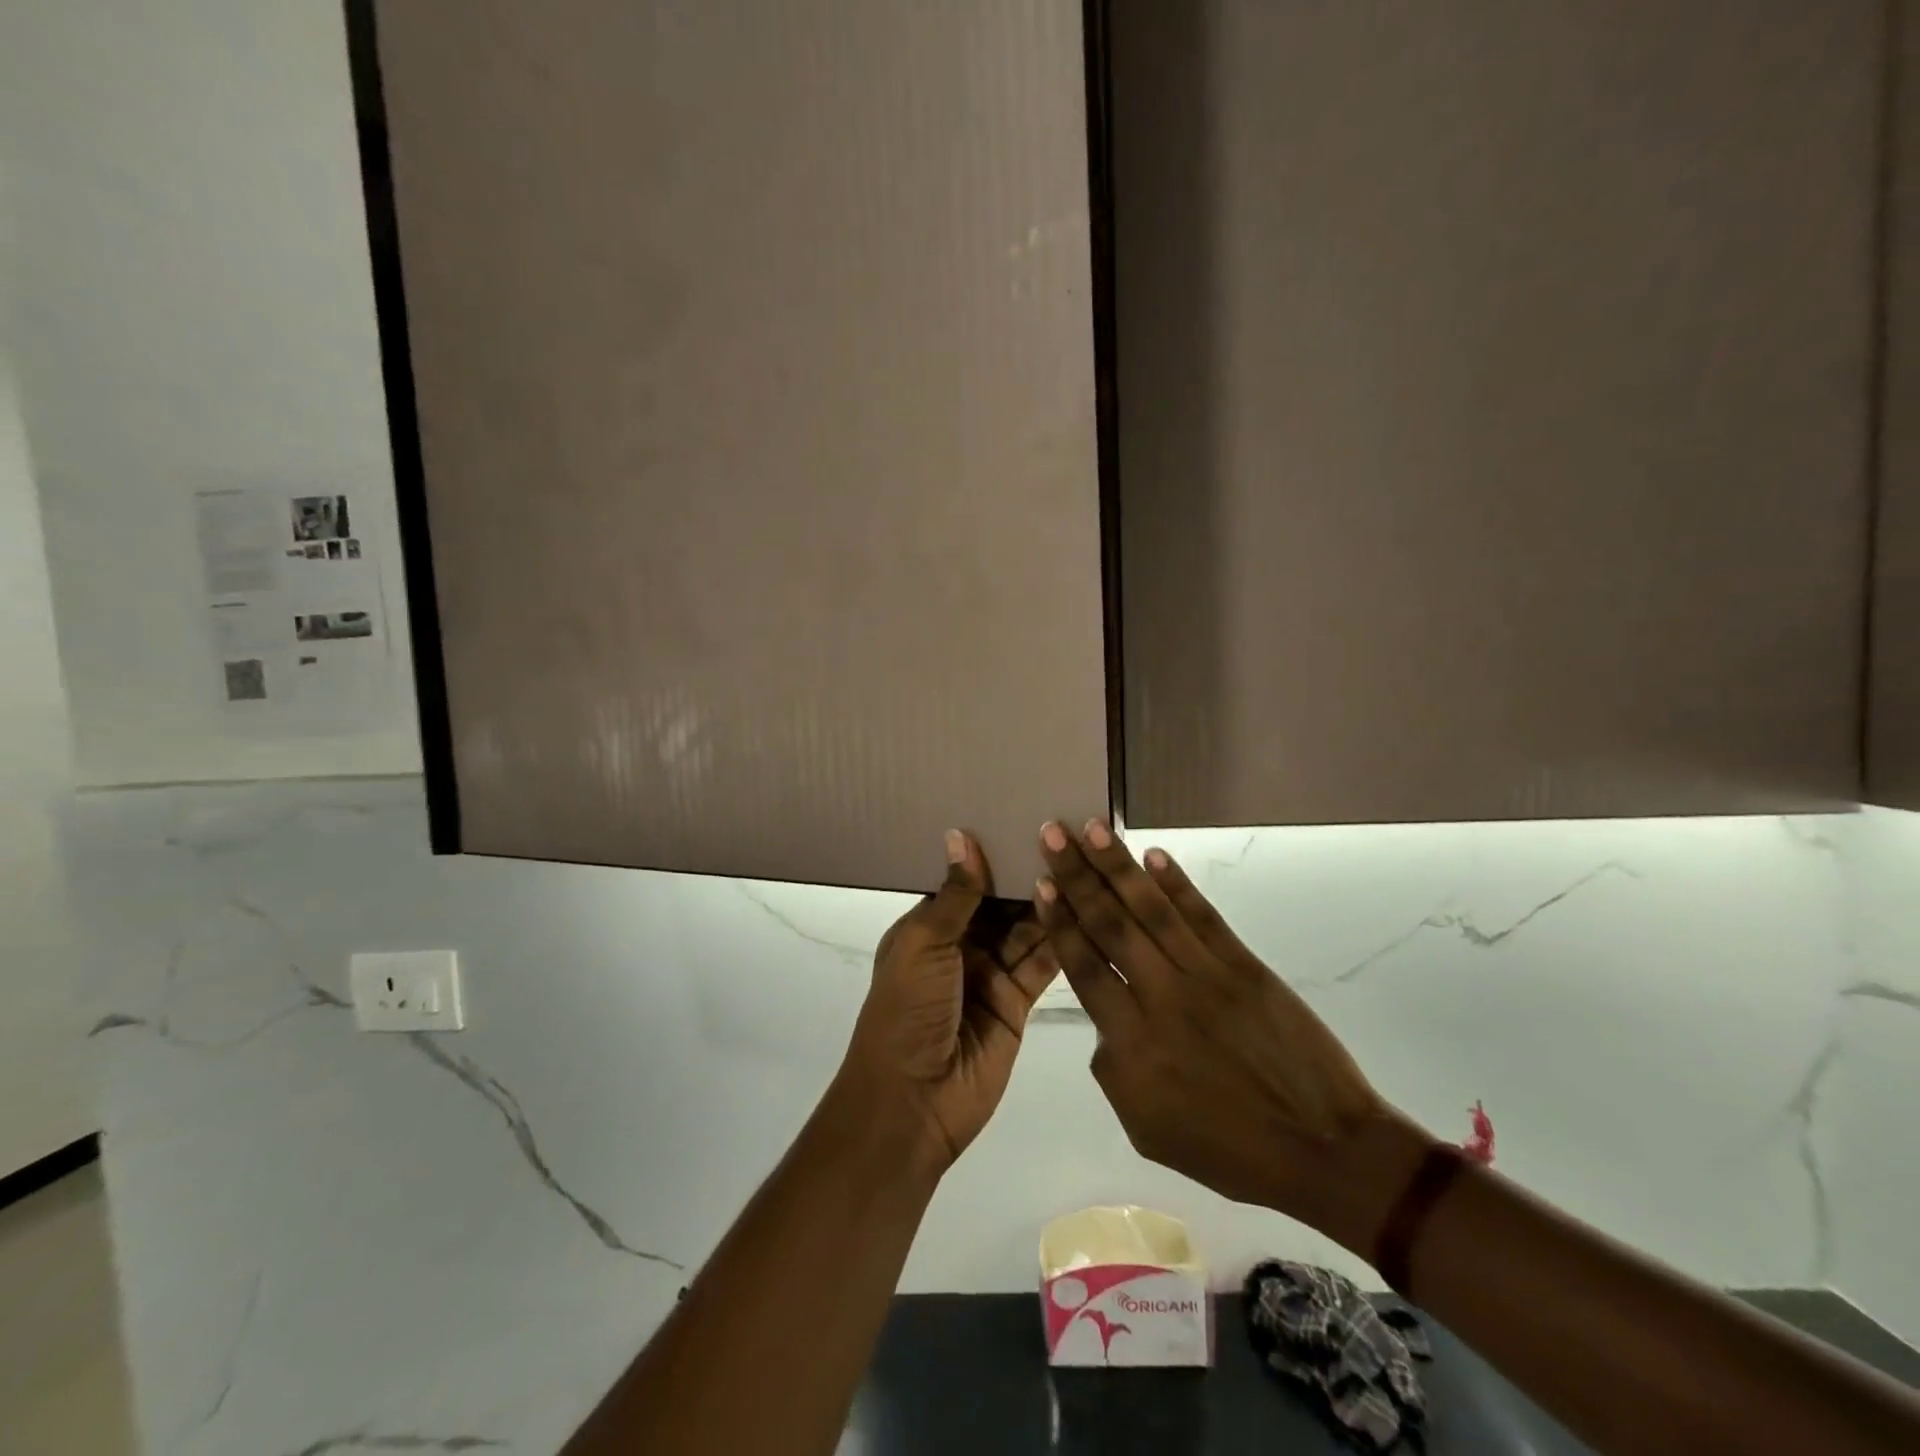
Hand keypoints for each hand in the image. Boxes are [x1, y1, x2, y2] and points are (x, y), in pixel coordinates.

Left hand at [839, 831, 1059, 1172]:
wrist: (913, 1102)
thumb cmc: (906, 1010)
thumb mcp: (924, 945)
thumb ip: (954, 894)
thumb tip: (961, 835)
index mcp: (927, 927)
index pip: (963, 881)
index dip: (990, 854)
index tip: (1021, 817)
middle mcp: (960, 945)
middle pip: (998, 903)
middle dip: (1024, 875)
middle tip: (1063, 834)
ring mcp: (990, 974)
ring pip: (1024, 929)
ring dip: (1046, 902)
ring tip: (1081, 862)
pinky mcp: (1018, 1002)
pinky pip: (1042, 963)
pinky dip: (1060, 939)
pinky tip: (1085, 907)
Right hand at [1035, 820, 1399, 1238]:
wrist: (1324, 1150)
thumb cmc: (1229, 1148)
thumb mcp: (1145, 1127)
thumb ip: (1112, 1068)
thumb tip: (1104, 1021)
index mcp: (1133, 1045)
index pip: (1085, 966)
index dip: (1060, 921)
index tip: (1041, 882)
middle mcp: (1163, 999)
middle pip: (1110, 925)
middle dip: (1077, 875)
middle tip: (1052, 832)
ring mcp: (1207, 977)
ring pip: (1152, 910)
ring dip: (1119, 866)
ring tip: (1092, 828)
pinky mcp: (1245, 966)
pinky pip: (1204, 917)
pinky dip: (1178, 883)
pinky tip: (1154, 855)